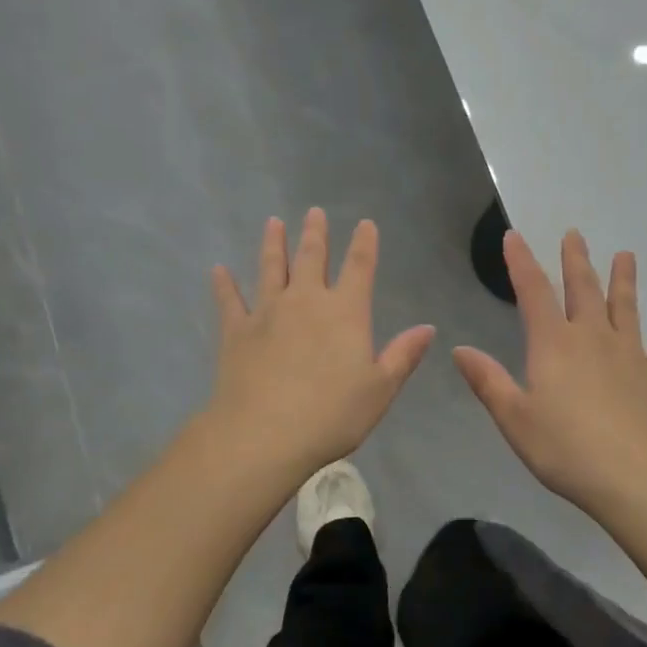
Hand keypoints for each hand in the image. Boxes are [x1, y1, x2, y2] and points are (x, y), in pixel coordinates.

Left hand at [207, 209, 434, 476]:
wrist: (264, 434)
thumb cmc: (331, 414)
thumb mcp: (380, 389)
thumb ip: (403, 355)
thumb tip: (427, 328)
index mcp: (345, 312)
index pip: (360, 267)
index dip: (364, 243)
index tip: (365, 223)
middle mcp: (306, 301)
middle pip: (312, 258)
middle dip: (315, 233)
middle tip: (314, 212)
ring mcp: (267, 312)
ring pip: (271, 269)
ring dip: (273, 244)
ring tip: (273, 223)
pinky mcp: (236, 331)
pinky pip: (229, 300)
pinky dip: (224, 284)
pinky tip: (218, 270)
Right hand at [454, 229, 646, 517]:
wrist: (638, 479)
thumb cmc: (567, 450)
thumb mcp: (515, 419)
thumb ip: (488, 382)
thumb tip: (460, 349)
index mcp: (554, 345)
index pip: (533, 292)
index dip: (521, 262)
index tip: (515, 236)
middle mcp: (593, 339)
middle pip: (583, 290)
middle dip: (576, 261)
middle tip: (575, 234)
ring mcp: (631, 356)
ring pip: (625, 308)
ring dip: (624, 281)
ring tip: (626, 255)